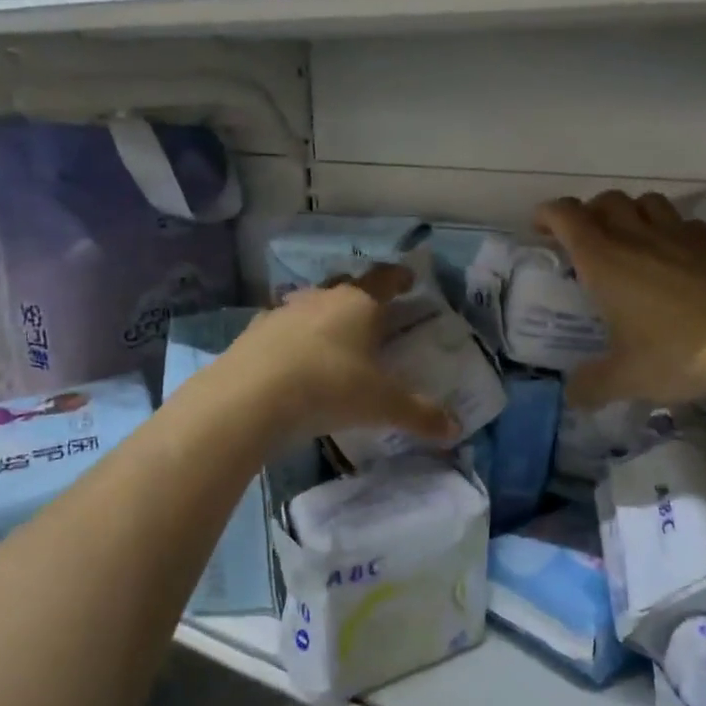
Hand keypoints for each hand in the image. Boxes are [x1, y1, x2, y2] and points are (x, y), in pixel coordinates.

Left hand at [222, 263, 458, 442]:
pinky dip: (290, 336)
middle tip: (372, 311)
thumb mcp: (381, 405)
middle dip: (360, 294)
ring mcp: (283, 312)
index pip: (384, 279)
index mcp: (359, 304)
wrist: (251, 397)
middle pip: (345, 285)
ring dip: (322, 313)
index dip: (399, 277)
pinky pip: (279, 326)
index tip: (409, 279)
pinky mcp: (253, 333)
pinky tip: (290, 356)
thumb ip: (419, 414)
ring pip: (309, 303)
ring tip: (330, 335)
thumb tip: (455, 428)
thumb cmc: (329, 388)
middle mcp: (321, 299)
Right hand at [534, 192, 705, 407]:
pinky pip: (687, 225)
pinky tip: (681, 261)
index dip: (549, 215)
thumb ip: (593, 385)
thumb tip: (572, 396)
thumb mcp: (628, 379)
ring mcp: (683, 235)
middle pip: (607, 201)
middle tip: (586, 240)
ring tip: (632, 241)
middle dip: (590, 213)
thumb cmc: (680, 352)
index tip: (541, 227)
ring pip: (649, 203)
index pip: (567, 216)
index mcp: (605, 260)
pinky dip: (673, 234)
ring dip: (632, 214)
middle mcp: (639, 236)